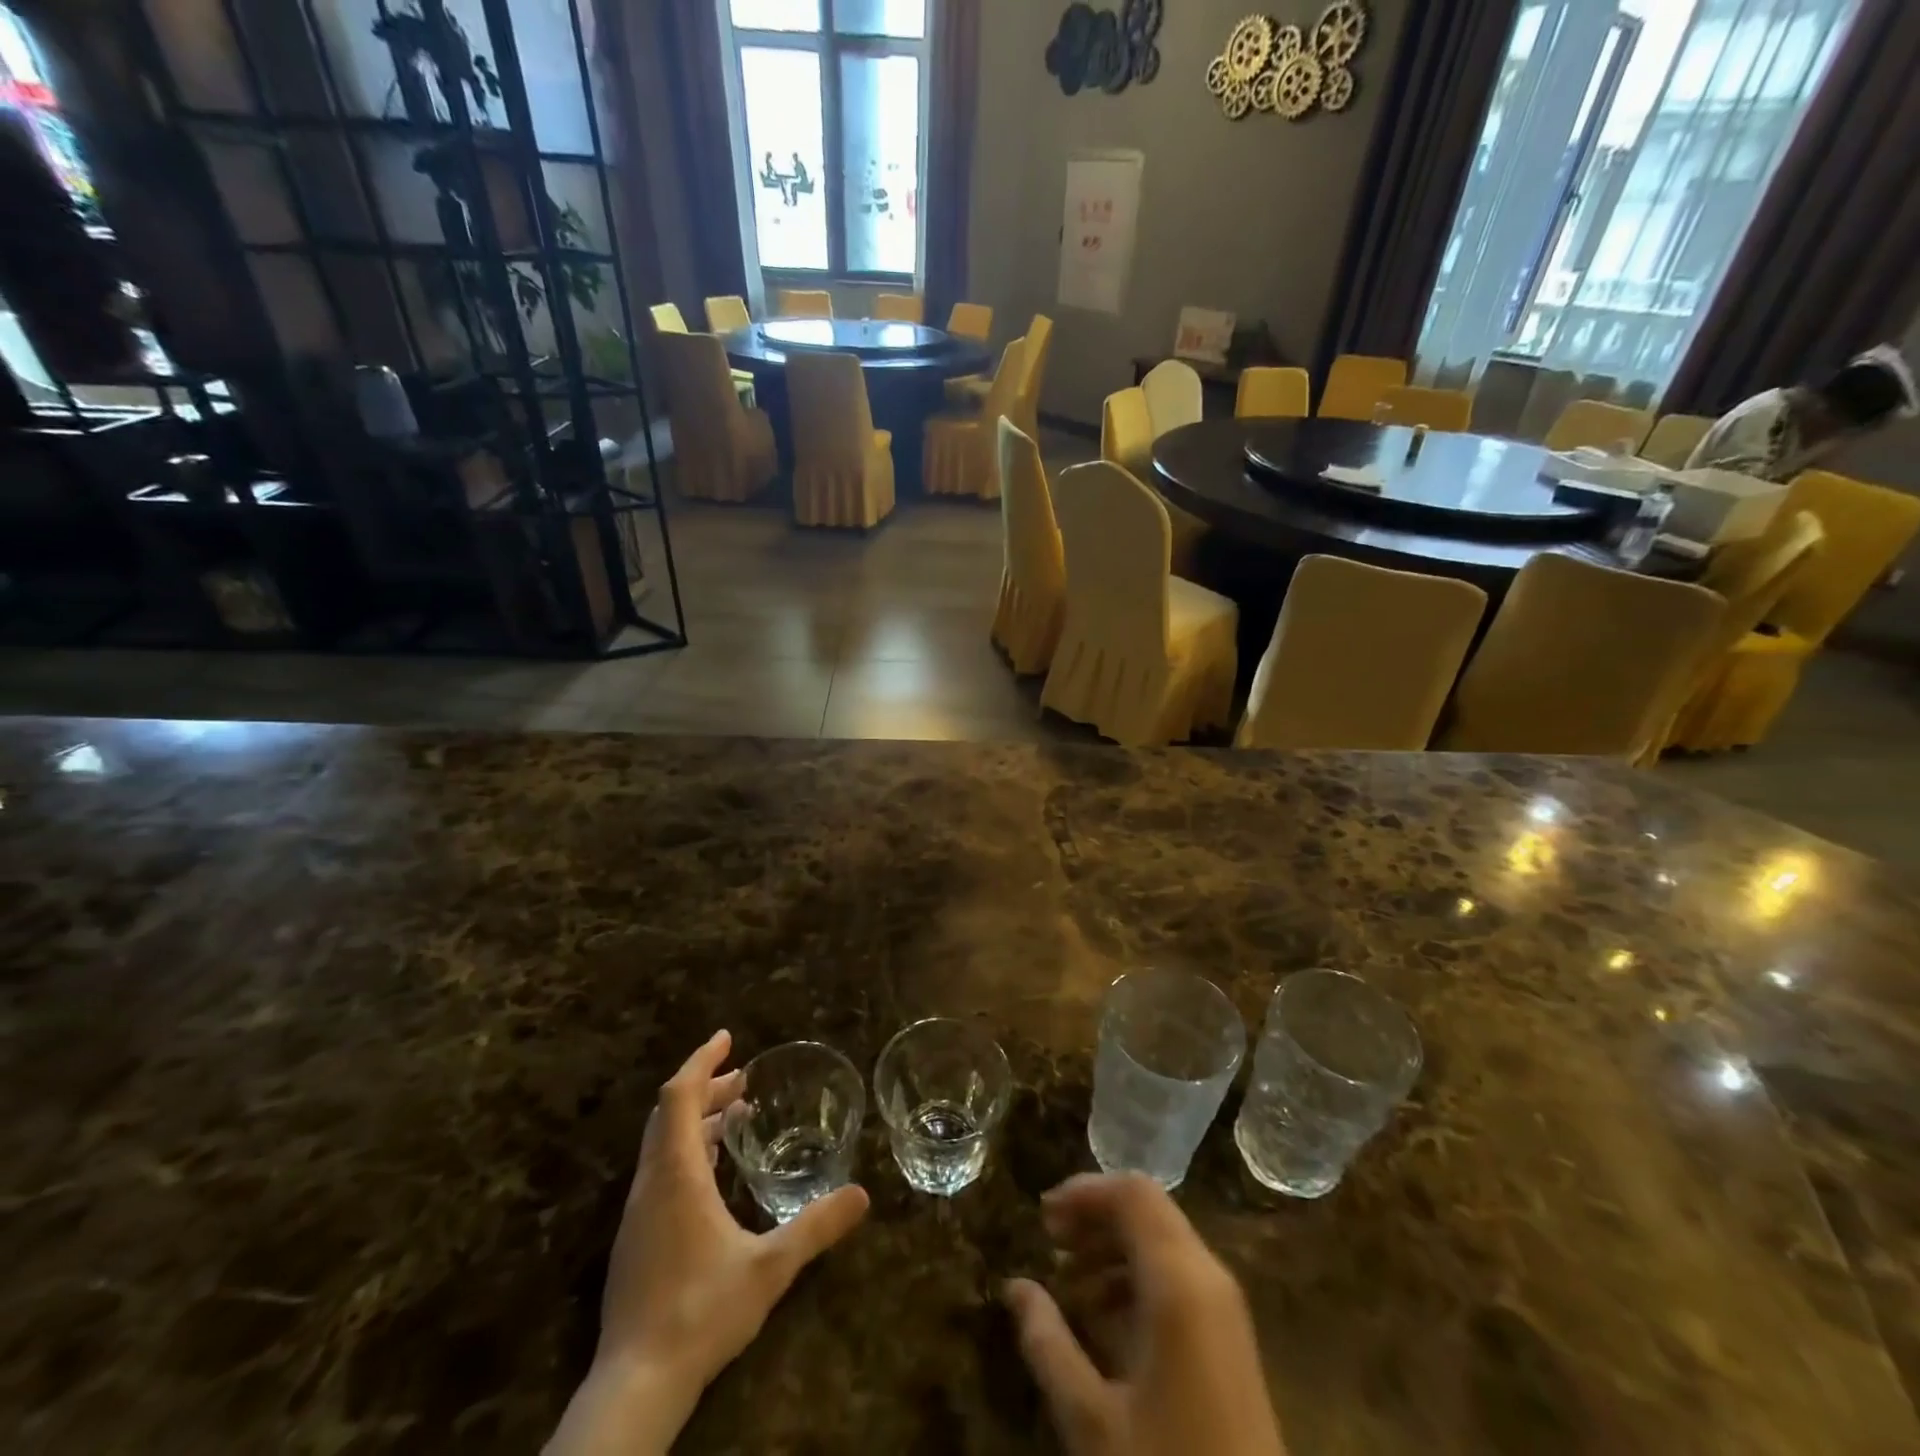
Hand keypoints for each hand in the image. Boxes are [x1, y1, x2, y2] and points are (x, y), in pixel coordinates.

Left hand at [546, 1031, 869, 1454]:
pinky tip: (716, 1173)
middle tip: (744, 1079)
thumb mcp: (770, 1267)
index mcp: (676, 1175)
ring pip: (662, 1144)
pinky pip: (661, 1171)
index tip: (727, 1038)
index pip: (678, 1097)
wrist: (635, 1386)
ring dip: (697, 1119)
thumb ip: (816, 1227)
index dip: (702, 1061)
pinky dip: (689, 1150)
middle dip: (706, 1087)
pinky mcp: (636, 1239)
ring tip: (736, 1115)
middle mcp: (651, 1184)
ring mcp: (638, 1213)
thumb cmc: (701, 1312)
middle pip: (669, 1114)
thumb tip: (862, 1195)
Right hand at [1004, 1174, 1286, 1455]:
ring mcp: (1225, 1306)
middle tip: (1049, 1241)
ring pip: (1164, 1239)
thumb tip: (1014, 1286)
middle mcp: (1208, 1276)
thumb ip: (1048, 1343)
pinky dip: (1137, 1273)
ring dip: (1113, 1245)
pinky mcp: (1229, 1336)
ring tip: (1069, 1279)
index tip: (1042, 1216)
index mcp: (1179, 1282)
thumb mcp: (1092, 1421)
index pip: (1132, 1194)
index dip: (1085, 1191)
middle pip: (1148, 1209)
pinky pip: (1179, 1273)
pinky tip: (1105, 1315)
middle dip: (1095, 1215)